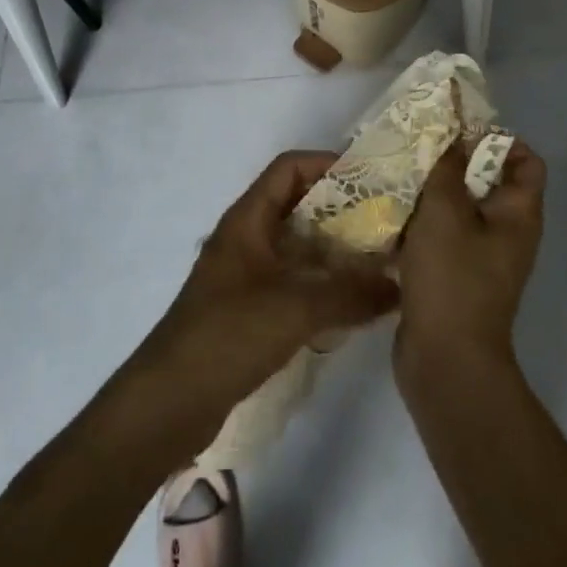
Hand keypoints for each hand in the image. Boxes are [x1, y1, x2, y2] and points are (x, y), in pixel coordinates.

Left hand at [136, 151, 398, 423]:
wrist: (168, 401)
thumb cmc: (228, 334)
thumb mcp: (295, 308)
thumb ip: (349, 294)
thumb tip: (398, 286)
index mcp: (248, 218)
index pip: (289, 169)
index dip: (327, 164)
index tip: (369, 178)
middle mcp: (246, 237)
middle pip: (297, 206)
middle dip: (340, 210)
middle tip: (384, 222)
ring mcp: (245, 274)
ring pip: (296, 247)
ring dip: (333, 250)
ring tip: (377, 261)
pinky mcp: (248, 310)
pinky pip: (292, 281)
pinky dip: (320, 284)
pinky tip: (350, 303)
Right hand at [394, 139, 546, 381]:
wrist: (445, 363)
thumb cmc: (453, 277)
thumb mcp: (445, 210)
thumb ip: (447, 165)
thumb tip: (451, 132)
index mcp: (518, 214)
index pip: (525, 160)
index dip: (498, 139)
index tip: (458, 131)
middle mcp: (506, 232)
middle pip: (487, 180)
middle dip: (453, 160)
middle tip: (417, 146)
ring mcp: (480, 257)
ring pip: (458, 207)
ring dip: (431, 190)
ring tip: (397, 172)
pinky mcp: (454, 276)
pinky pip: (440, 235)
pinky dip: (420, 221)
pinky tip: (389, 210)